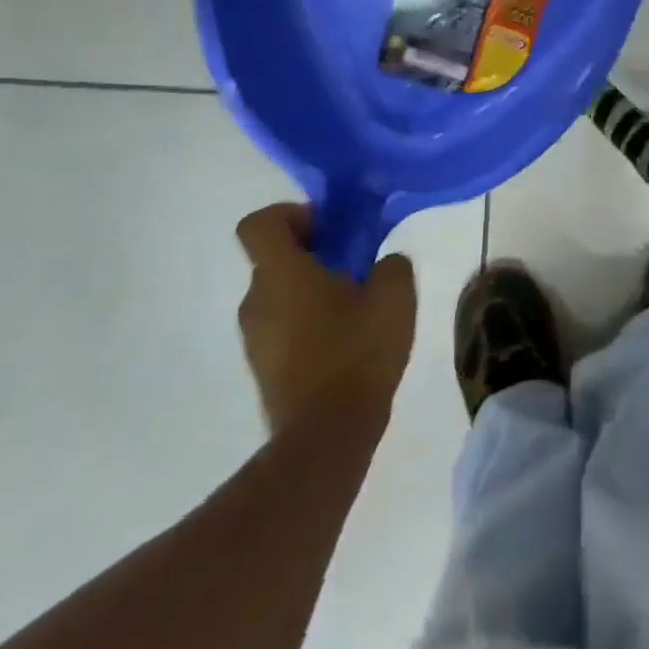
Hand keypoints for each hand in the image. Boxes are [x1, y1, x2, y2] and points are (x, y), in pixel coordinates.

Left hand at [235, 203, 416, 431]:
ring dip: (310, 290)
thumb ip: (391, 266)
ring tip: (355, 308)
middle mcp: (256, 300)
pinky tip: (344, 341)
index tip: (327, 227)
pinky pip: (281, 326)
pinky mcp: (262, 367)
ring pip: (278, 294)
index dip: (289, 214)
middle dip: (312, 254)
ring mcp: (254, 337)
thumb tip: (383, 263)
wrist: (326, 434)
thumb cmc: (357, 353)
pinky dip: (306, 322)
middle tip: (355, 266)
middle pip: (273, 259)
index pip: (260, 224)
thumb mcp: (394, 298)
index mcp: (281, 274)